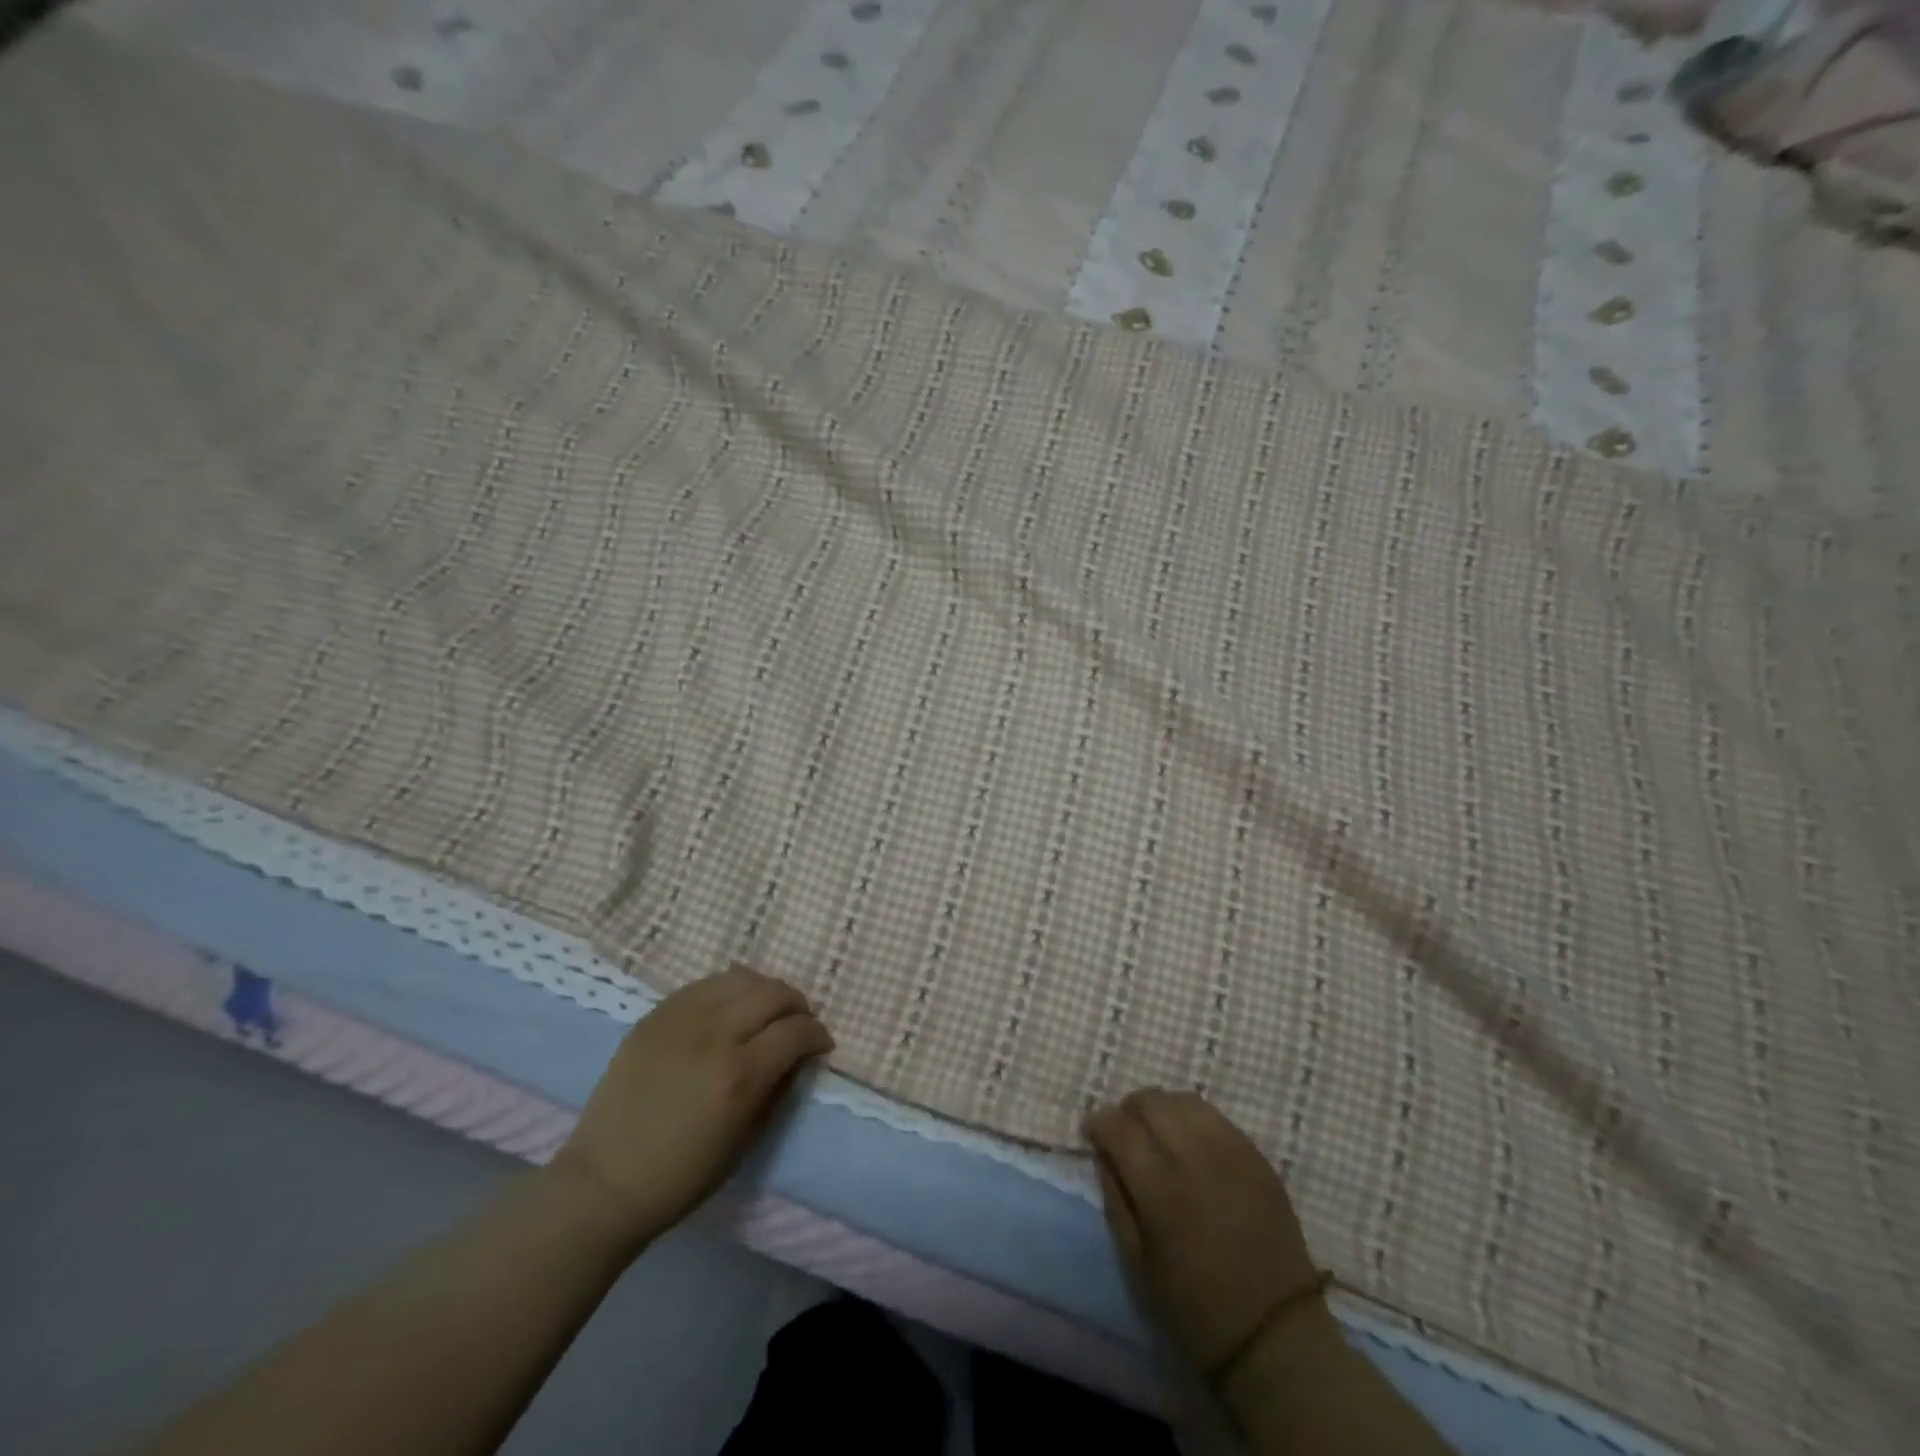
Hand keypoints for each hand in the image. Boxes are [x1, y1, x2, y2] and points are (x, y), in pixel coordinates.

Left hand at [552, 965, 833, 1244]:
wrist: (605, 1181)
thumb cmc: (682, 1175)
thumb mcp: (746, 1141)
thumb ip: (778, 1089)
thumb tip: (799, 1056)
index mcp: (740, 1075)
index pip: (796, 1030)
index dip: (818, 1034)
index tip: (821, 1045)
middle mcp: (715, 1035)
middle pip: (773, 993)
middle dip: (797, 1005)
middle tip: (797, 1024)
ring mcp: (681, 1019)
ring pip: (741, 978)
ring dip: (764, 991)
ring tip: (765, 1011)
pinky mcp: (655, 1015)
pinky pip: (705, 984)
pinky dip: (728, 989)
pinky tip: (729, 1008)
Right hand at [1084, 1090, 1334, 1379]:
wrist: (1275, 1335)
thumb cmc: (1195, 1309)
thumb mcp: (1136, 1264)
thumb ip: (1115, 1198)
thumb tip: (1103, 1153)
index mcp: (1162, 1190)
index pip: (1119, 1127)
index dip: (1098, 1122)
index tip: (1092, 1132)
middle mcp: (1196, 1157)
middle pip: (1151, 1102)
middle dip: (1128, 1110)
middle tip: (1125, 1134)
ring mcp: (1232, 1151)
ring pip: (1184, 1100)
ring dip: (1161, 1109)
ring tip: (1158, 1134)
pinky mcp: (1257, 1156)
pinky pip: (1216, 1117)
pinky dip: (1193, 1119)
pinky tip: (1191, 1143)